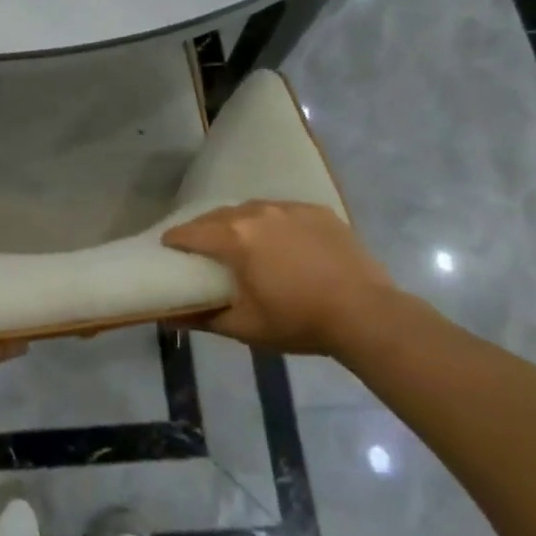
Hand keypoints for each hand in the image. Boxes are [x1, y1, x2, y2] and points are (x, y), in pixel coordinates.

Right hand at [163, 200, 396, 355]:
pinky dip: (273, 223)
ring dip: (240, 222)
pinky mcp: (317, 210)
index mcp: (235, 238)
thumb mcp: (247, 328)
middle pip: (219, 215)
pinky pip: (284, 211)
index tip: (168, 247)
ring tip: (241, 239)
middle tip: (200, 245)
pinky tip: (281, 241)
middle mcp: (257, 213)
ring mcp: (289, 208)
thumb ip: (204, 318)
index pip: (192, 232)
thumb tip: (168, 317)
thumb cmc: (300, 321)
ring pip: (252, 209)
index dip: (176, 239)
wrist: (367, 313)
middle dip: (205, 228)